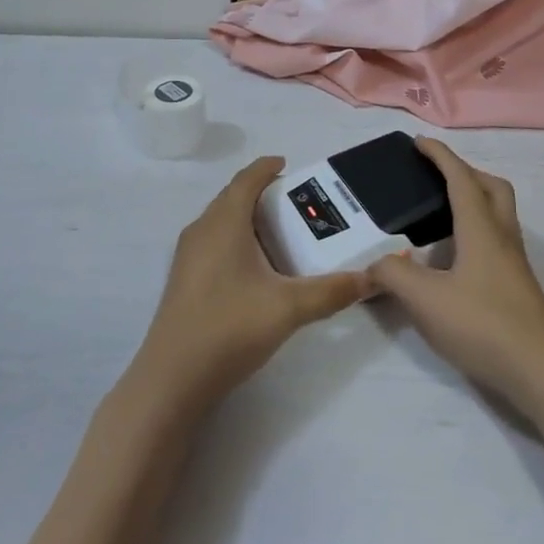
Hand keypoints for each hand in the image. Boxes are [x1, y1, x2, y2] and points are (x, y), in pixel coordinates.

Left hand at [129, 157, 372, 414]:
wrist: (173, 379)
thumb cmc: (230, 327)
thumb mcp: (289, 308)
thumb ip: (332, 291)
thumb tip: (370, 278)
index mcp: (224, 222)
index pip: (246, 179)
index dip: (267, 168)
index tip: (288, 165)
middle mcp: (202, 230)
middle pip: (233, 198)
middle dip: (263, 194)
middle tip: (297, 203)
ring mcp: (188, 256)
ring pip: (222, 222)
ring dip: (249, 219)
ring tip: (282, 233)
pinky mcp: (184, 279)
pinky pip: (214, 243)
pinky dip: (237, 240)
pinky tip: (257, 269)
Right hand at [370, 139, 543, 411]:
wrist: (542, 372)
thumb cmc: (483, 324)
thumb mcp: (425, 300)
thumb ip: (392, 277)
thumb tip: (373, 265)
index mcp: (480, 227)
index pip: (460, 178)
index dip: (440, 156)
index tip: (419, 142)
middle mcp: (501, 236)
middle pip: (492, 188)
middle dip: (465, 172)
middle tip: (436, 177)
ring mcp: (513, 263)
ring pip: (498, 214)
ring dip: (474, 201)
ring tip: (440, 214)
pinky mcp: (517, 287)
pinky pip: (496, 240)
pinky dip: (475, 232)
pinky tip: (453, 258)